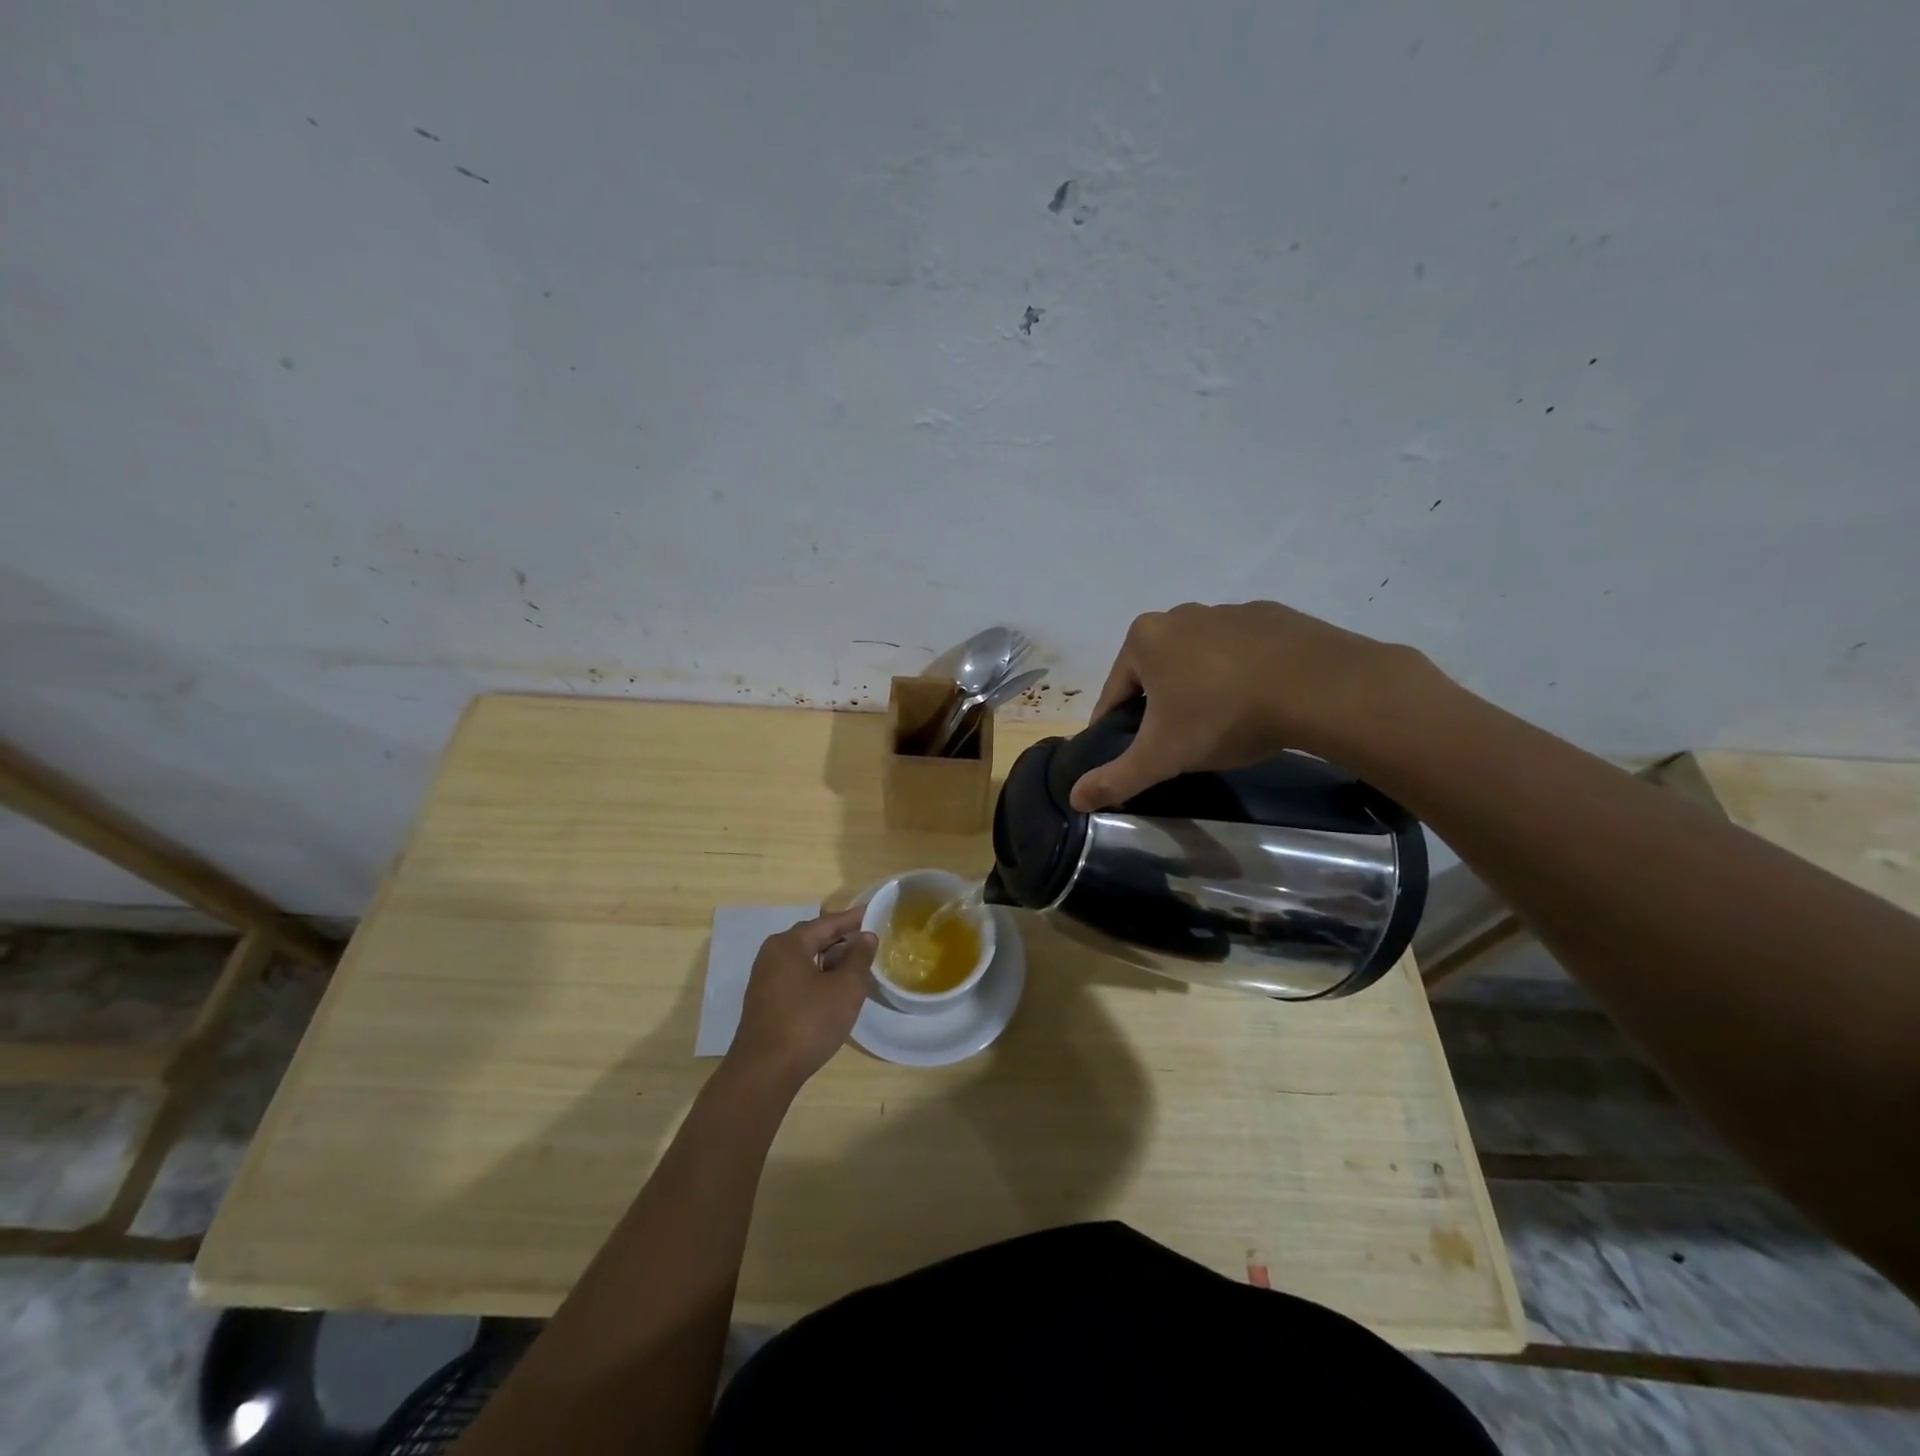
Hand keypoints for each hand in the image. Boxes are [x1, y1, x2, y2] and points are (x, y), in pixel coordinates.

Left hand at [728, 907, 877, 1087]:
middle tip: (869, 940)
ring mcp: (765, 978)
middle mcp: (773, 954)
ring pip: (805, 958)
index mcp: (789, 944)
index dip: (854, 919)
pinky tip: (833, 988)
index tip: (875, 913)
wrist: (764, 1072)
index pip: (828, 922)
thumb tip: (866, 936)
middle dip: (841, 938)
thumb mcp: (846, 988)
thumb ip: (859, 957)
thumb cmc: (808, 1022)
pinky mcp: (765, 1001)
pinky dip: (817, 975)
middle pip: (813, 937)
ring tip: (856, 965)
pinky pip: (796, 976)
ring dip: (830, 959)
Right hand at [1069, 601, 1425, 810]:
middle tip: (1181, 744)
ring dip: (1200, 689)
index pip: (1114, 694)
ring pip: (1198, 660)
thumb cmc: (1224, 715)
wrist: (1319, 686)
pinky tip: (1258, 701)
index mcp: (1144, 639)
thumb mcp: (1163, 756)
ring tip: (1223, 725)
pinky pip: (1241, 651)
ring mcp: (1228, 611)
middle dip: (1161, 707)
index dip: (1117, 730)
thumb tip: (1074, 798)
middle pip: (1155, 673)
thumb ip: (1116, 777)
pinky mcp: (1271, 615)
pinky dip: (1240, 674)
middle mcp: (1180, 615)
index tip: (1131, 756)